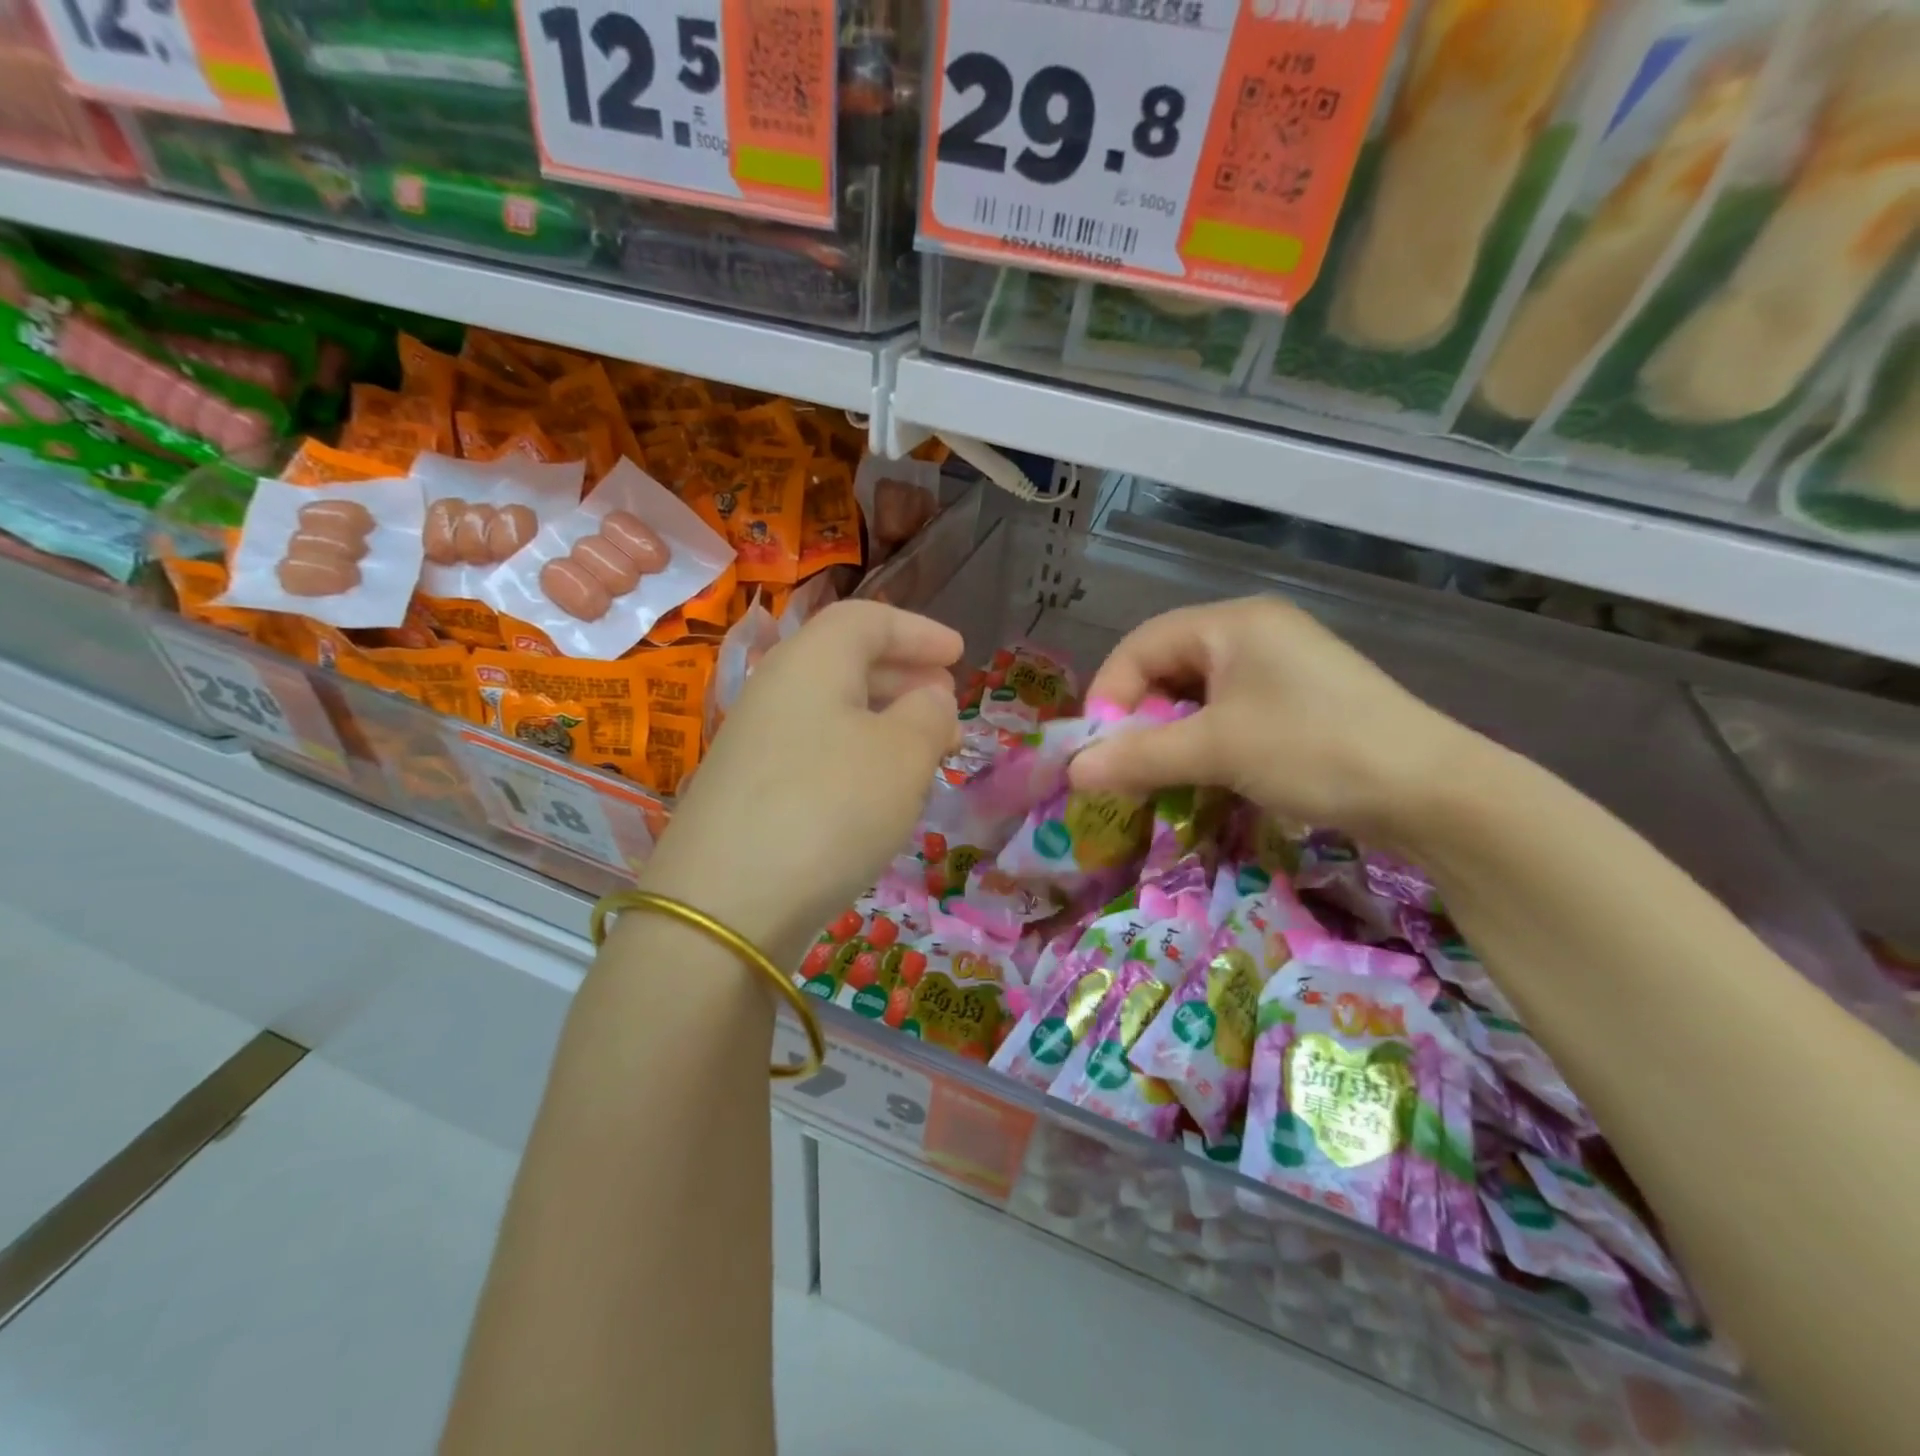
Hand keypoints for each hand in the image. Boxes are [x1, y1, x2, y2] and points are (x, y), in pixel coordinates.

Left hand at [637, 601, 960, 966]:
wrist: (723, 906)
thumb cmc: (830, 808)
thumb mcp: (903, 755)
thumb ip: (929, 714)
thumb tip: (931, 696)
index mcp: (812, 662)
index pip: (867, 620)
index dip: (918, 631)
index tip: (959, 652)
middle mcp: (776, 691)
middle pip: (847, 662)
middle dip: (905, 676)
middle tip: (948, 702)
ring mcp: (756, 743)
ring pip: (833, 711)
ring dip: (885, 720)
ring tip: (928, 750)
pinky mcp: (750, 792)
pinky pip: (816, 751)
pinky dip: (858, 756)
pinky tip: (881, 792)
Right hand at [1067, 596, 1481, 846]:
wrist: (1432, 791)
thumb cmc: (1313, 750)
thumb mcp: (1216, 751)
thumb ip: (1138, 757)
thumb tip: (1072, 772)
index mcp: (1232, 623)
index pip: (1141, 646)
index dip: (1110, 696)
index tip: (1096, 751)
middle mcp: (1253, 633)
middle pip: (1167, 667)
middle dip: (1138, 719)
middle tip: (1124, 767)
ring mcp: (1280, 666)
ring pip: (1197, 695)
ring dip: (1169, 736)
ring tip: (1157, 777)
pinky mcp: (1298, 700)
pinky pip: (1229, 713)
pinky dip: (1204, 743)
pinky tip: (1202, 776)